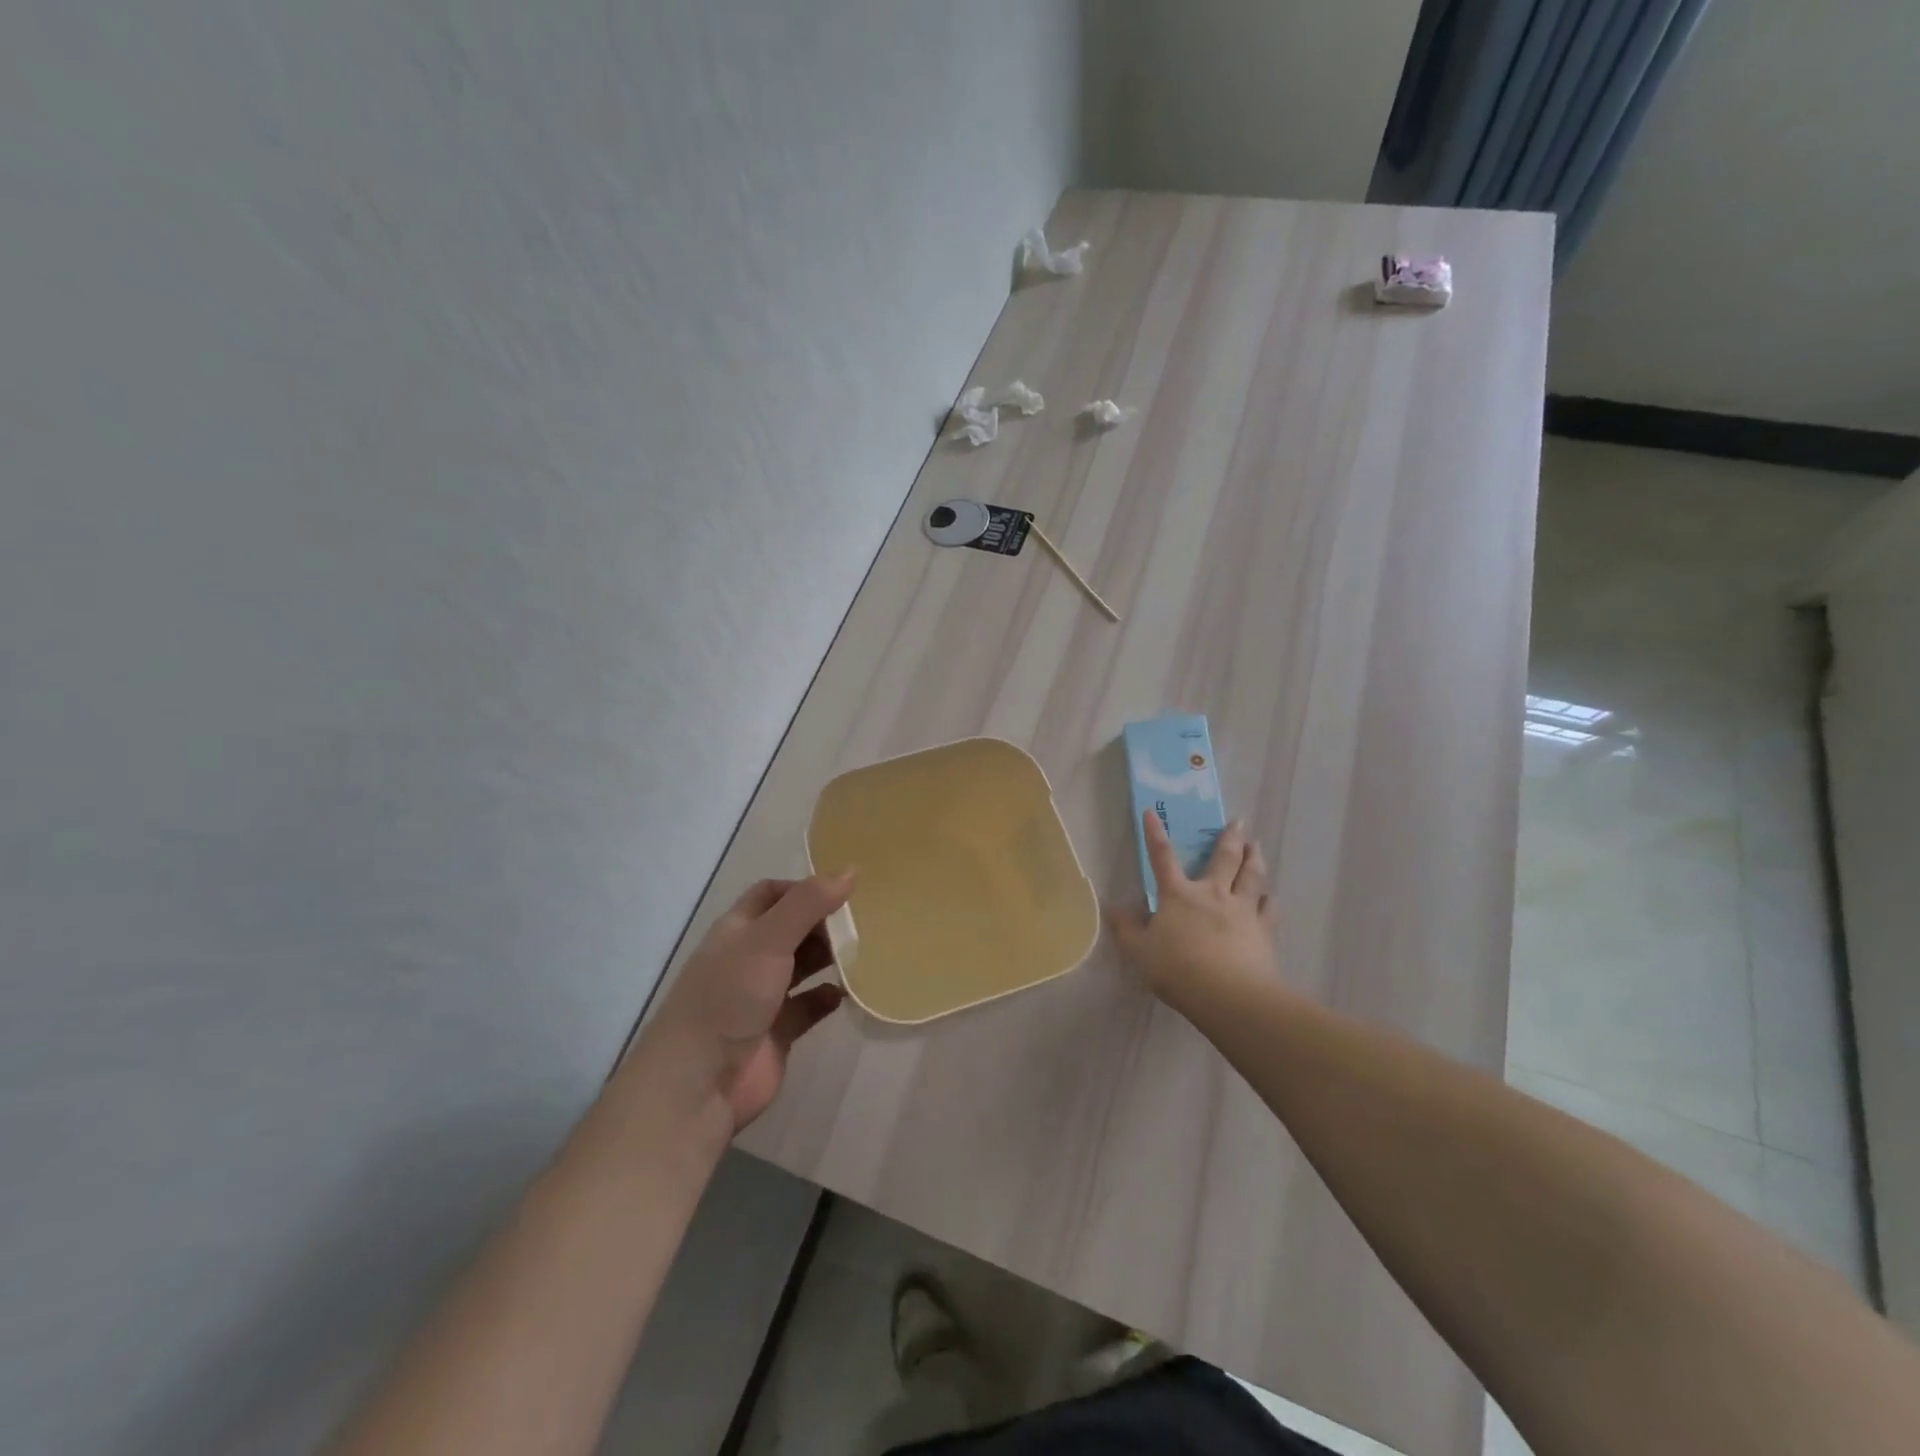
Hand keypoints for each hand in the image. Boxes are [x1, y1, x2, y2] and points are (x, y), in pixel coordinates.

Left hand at [642, 874, 851, 1132]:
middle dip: (822, 923)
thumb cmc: (729, 997)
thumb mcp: (769, 939)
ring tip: (862, 953)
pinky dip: (826, 998)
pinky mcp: (777, 1032)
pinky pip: (808, 1007)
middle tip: (861, 922)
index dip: (802, 888)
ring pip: (801, 967)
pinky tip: (845, 994)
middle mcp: (748, 959)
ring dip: (829, 959)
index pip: (771, 895)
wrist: (699, 1084)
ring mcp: (762, 997)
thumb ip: (809, 904)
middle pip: (791, 929)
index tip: (840, 891)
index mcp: (738, 931)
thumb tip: (851, 870)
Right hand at [1107, 811, 1277, 1008]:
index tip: (1151, 813)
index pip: (1162, 857)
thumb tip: (1113, 907)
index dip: (1155, 834)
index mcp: (1178, 895)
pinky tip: (1271, 895)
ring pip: (1252, 876)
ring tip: (1257, 845)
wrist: (1230, 995)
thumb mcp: (1139, 952)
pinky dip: (1269, 898)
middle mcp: (1212, 893)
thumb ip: (1126, 928)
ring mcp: (1242, 909)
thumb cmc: (1178, 970)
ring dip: (1255, 857)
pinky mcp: (1264, 930)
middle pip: (1224, 858)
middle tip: (1240, 821)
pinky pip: (1269, 907)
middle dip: (1230, 837)